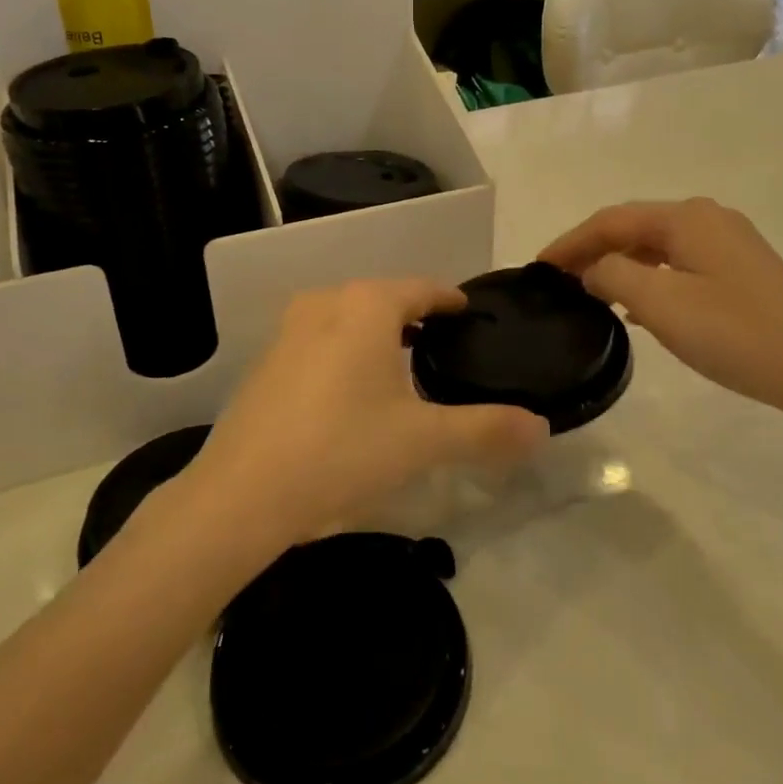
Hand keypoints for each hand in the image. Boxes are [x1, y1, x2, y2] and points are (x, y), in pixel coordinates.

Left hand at [189, 280, 549, 547]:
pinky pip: (320, 342)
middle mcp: (325, 303)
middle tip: (445, 348)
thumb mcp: (423, 441)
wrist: (241, 494)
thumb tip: (541, 428)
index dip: (450, 300)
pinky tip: (353, 394)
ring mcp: (288, 330)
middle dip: (415, 318)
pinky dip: (345, 354)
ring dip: (377, 336)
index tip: (471, 315)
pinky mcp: (265, 362)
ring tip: (404, 369)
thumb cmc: (342, 450)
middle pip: (383, 300)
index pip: (422, 288)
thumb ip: (486, 429)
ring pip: (348, 320)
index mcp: (366, 305)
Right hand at [540, 199, 782, 425]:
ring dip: (620, 265)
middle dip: (593, 250)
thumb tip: (593, 268)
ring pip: (658, 246)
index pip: (611, 220)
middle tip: (559, 280)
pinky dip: (649, 277)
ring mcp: (731, 243)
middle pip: (634, 228)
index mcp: (686, 218)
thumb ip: (612, 276)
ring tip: (590, 293)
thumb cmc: (735, 332)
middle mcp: (708, 219)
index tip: (538, 267)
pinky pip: (680, 264)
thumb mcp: (660, 304)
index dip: (570, 242)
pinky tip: (639, 305)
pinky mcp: (744, 270)